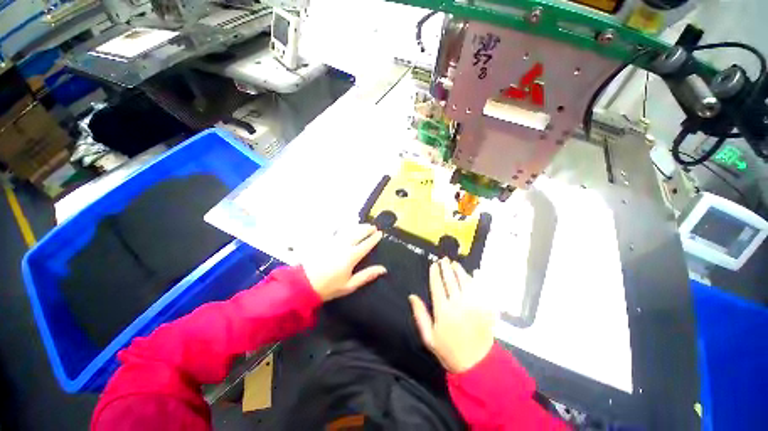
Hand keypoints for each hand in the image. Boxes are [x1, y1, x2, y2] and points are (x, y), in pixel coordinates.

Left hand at [302, 224, 386, 301]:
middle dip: (367, 229)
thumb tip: (383, 269)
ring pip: (348, 230)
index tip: (380, 233)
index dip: (374, 238)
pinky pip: (337, 231)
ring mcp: (333, 242)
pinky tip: (346, 227)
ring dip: (358, 226)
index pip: (366, 244)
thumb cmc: (329, 287)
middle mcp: (343, 246)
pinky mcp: (324, 241)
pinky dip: (344, 228)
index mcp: (351, 256)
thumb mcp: (350, 285)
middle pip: (358, 233)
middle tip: (374, 227)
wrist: (303, 284)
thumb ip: (367, 275)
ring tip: (364, 225)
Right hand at [409, 258, 493, 373]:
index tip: (434, 264)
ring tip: (454, 264)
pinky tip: (469, 275)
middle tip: (444, 259)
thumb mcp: (428, 336)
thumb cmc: (449, 350)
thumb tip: (412, 296)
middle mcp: (458, 304)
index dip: (435, 273)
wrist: (477, 364)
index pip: (437, 285)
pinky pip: (478, 289)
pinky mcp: (484, 308)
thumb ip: (420, 314)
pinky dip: (472, 280)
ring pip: (465, 282)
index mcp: (443, 310)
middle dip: (446, 268)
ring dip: (459, 271)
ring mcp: (473, 305)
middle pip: (451, 280)